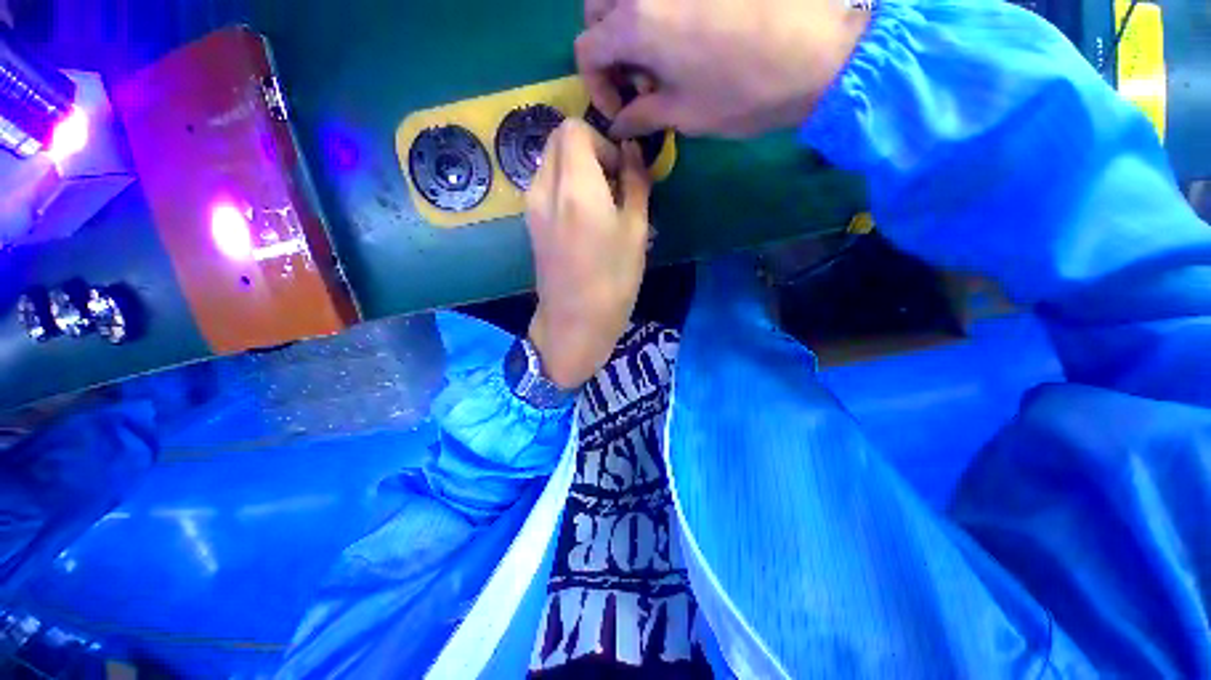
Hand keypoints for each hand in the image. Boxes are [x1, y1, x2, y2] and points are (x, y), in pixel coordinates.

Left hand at [525, 119, 650, 389]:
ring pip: (550, 163)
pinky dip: (565, 187)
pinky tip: (583, 219)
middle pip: (558, 140)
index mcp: (575, 186)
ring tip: (600, 204)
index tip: (619, 171)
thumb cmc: (613, 280)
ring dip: (576, 170)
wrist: (574, 323)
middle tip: (612, 184)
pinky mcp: (530, 224)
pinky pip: (545, 186)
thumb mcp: (636, 231)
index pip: (574, 128)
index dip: (602, 141)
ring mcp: (532, 207)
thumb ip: (635, 183)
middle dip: (588, 151)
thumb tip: (631, 153)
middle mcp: (544, 188)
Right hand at [576, 0, 869, 138]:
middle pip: (598, 8)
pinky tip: (679, 36)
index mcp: (636, 23)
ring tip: (658, 59)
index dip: (595, 85)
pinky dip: (655, 13)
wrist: (817, 54)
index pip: (586, 48)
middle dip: (606, 47)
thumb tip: (618, 124)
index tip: (620, 110)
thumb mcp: (684, 115)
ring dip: (628, 26)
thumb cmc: (743, 93)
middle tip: (635, 78)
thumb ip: (642, 115)